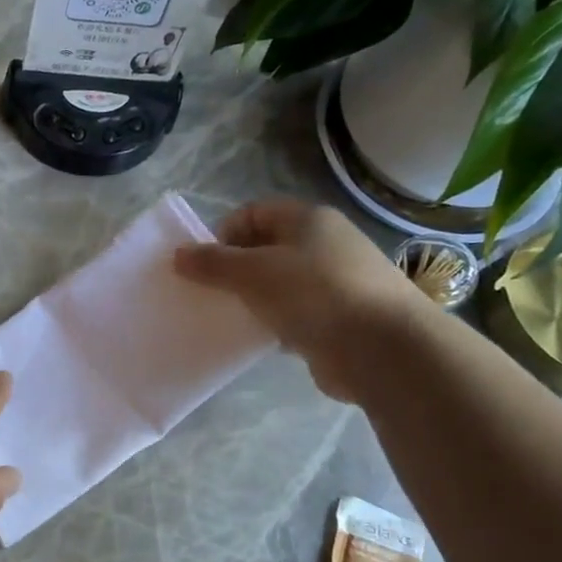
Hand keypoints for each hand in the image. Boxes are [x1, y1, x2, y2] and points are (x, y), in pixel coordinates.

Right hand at [174, 198, 426, 401]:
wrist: (382, 348)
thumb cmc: (314, 294)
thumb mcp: (253, 273)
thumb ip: (213, 263)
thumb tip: (178, 254)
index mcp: (308, 220)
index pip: (254, 212)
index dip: (224, 233)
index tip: (203, 264)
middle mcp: (324, 244)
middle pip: (266, 248)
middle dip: (233, 269)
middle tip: (208, 293)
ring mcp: (334, 283)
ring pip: (278, 284)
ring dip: (252, 299)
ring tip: (228, 318)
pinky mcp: (338, 319)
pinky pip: (293, 315)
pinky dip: (273, 324)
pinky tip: (257, 340)